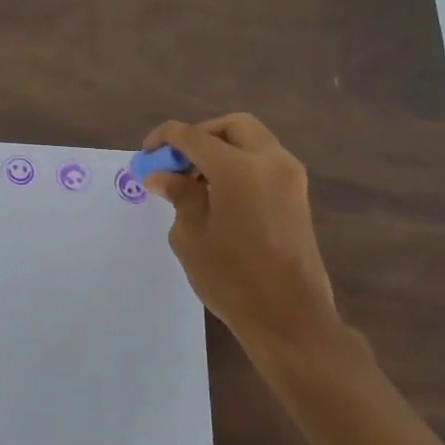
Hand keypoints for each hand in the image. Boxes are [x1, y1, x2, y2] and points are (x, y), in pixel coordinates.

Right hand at [141, 112, 341, 351]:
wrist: (289, 317)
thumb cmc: (232, 278)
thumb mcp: (191, 236)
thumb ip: (179, 196)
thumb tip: (163, 176)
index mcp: (239, 169)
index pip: (194, 136)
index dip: (165, 138)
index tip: (146, 153)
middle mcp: (270, 162)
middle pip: (232, 126)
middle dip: (200, 136)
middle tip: (176, 161)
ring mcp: (290, 178)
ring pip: (252, 142)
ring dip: (222, 150)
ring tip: (194, 182)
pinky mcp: (297, 196)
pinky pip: (264, 163)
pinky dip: (239, 165)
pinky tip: (218, 195)